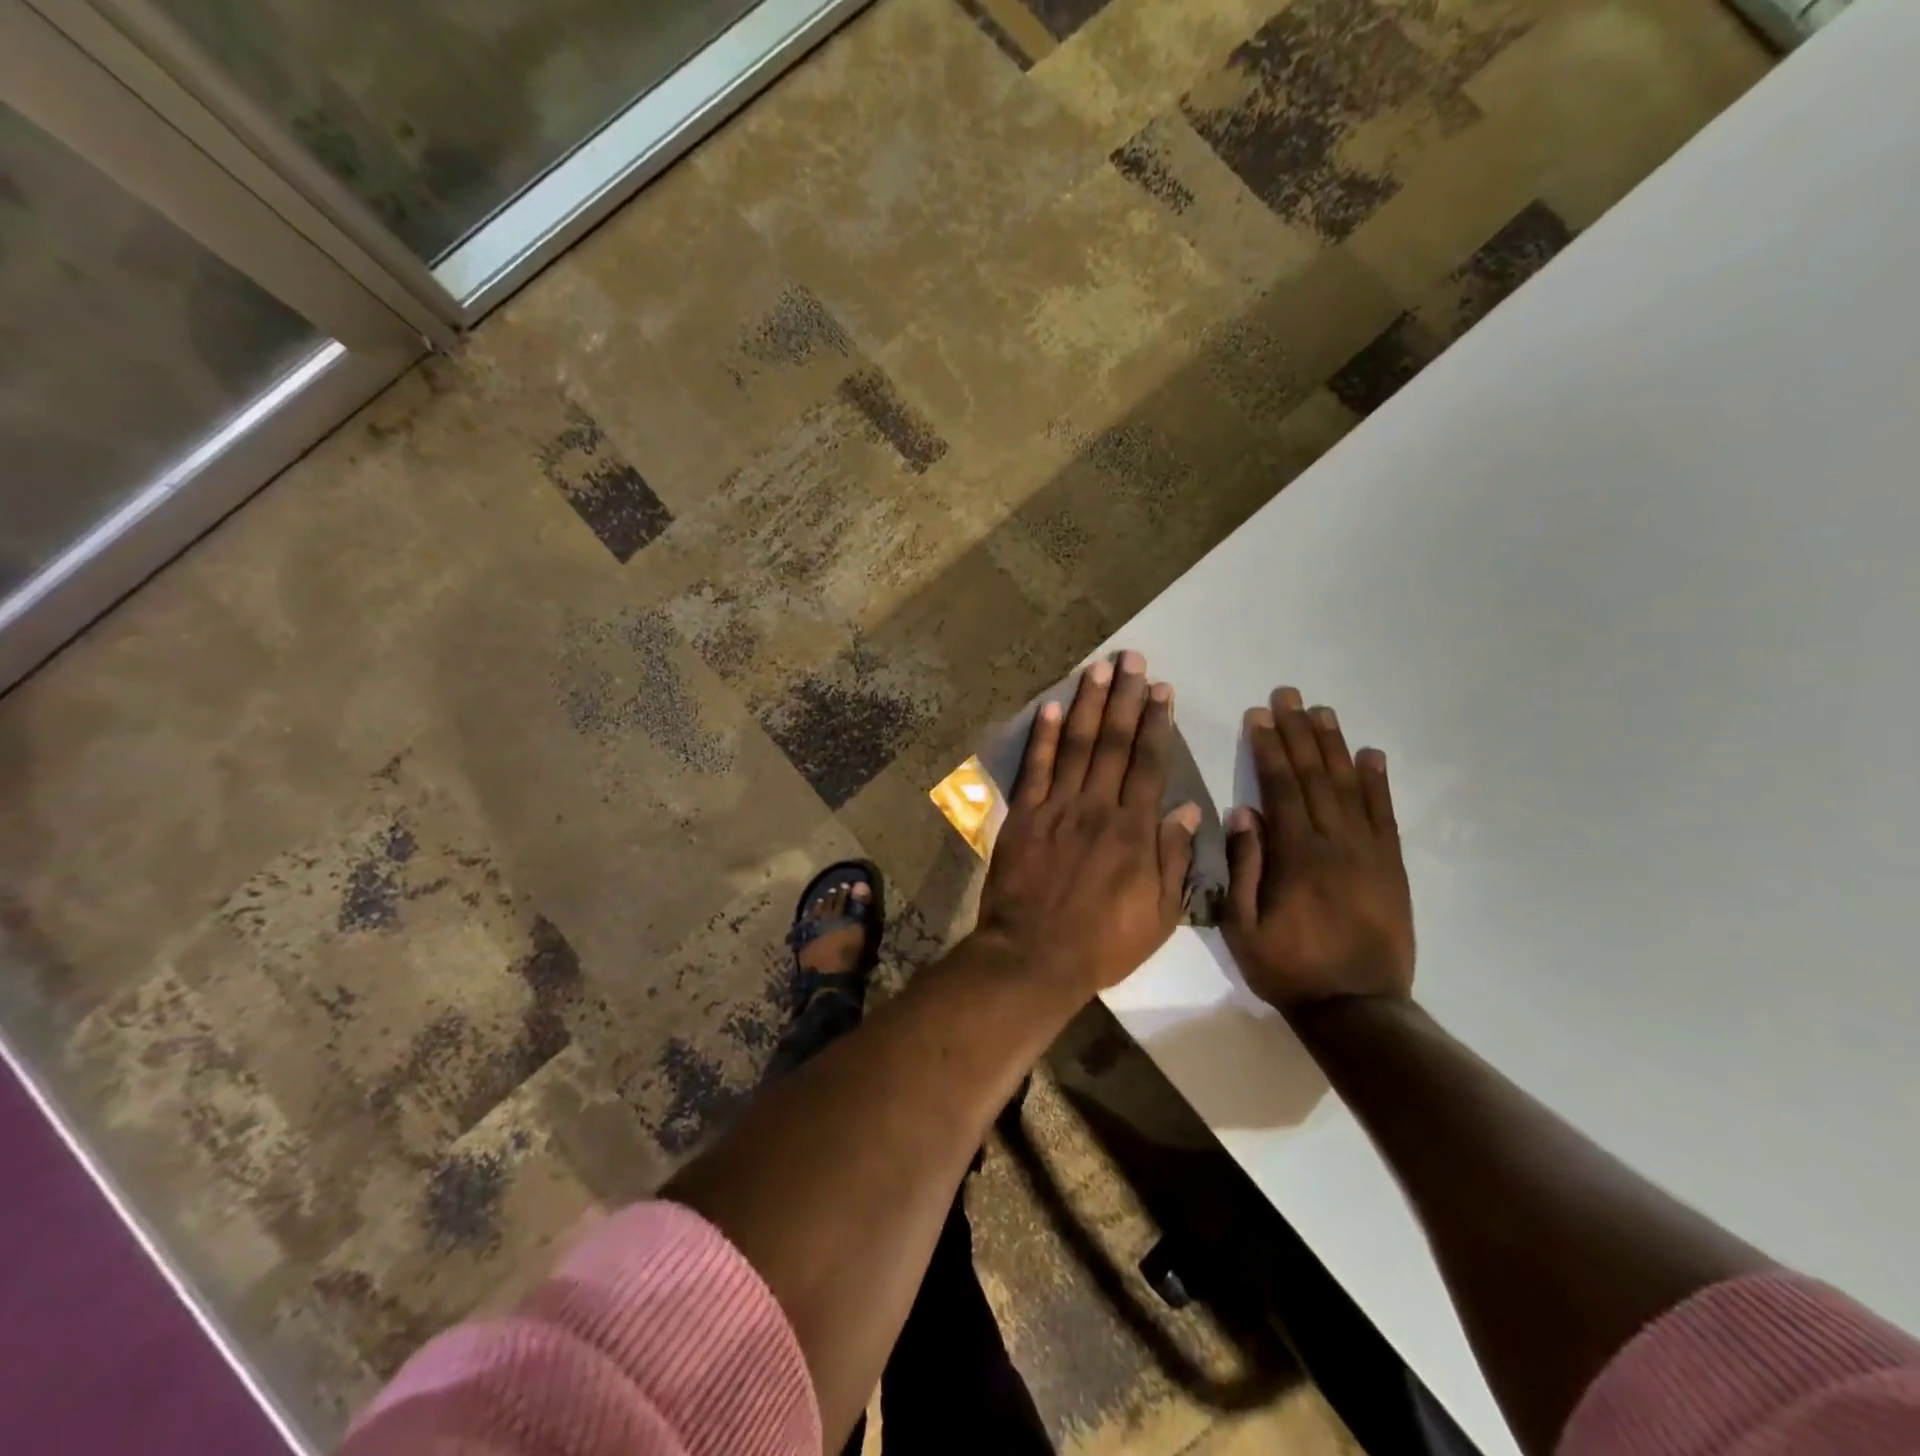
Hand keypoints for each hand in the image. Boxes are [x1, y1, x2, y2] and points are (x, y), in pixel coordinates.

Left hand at [973, 651, 1200, 998]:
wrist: (1035, 956)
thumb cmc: (1103, 942)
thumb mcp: (1158, 915)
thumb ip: (1172, 859)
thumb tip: (1185, 810)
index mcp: (1134, 830)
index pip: (1149, 764)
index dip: (1157, 724)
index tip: (1162, 690)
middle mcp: (1098, 807)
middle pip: (1115, 743)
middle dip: (1126, 698)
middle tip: (1133, 659)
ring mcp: (1057, 807)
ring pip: (1078, 745)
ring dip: (1090, 704)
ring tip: (1100, 668)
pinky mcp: (1024, 816)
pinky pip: (1036, 768)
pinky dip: (1044, 736)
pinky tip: (1053, 707)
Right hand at [1221, 688, 1414, 1014]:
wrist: (1358, 1008)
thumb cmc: (1289, 968)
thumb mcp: (1243, 926)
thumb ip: (1245, 867)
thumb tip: (1244, 812)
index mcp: (1296, 856)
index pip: (1280, 788)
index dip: (1268, 748)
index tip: (1258, 716)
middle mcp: (1335, 843)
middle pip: (1314, 776)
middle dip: (1298, 733)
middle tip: (1288, 696)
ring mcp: (1369, 853)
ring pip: (1349, 787)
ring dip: (1333, 746)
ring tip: (1322, 712)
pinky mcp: (1391, 867)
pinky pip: (1384, 815)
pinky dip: (1378, 782)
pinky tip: (1370, 755)